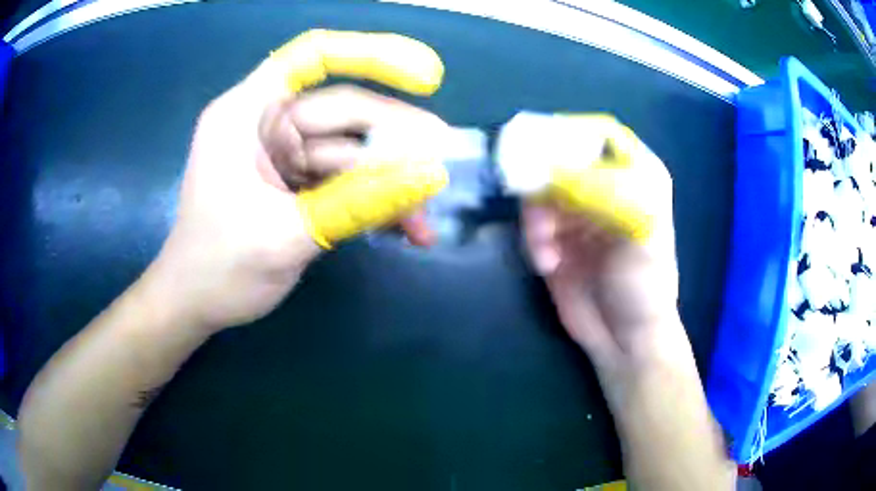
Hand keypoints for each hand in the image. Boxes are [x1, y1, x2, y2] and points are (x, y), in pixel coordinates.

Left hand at [145, 55, 445, 334]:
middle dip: (395, 144)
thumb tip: (429, 176)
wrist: (195, 305)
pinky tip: (402, 229)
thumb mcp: (286, 235)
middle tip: (442, 171)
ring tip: (424, 222)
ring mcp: (283, 155)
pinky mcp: (296, 184)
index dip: (371, 54)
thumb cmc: (219, 269)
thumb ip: (357, 202)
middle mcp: (266, 124)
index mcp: (246, 114)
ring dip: (388, 186)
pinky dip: (372, 203)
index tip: (425, 77)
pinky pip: (344, 181)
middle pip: (344, 113)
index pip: (311, 58)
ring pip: (351, 154)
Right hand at [522, 139, 683, 381]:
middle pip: (562, 159)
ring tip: (546, 248)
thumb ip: (605, 194)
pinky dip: (534, 239)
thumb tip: (555, 168)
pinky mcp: (555, 239)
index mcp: (635, 177)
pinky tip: (547, 263)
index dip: (574, 134)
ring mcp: (577, 213)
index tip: (547, 145)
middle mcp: (603, 188)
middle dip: (544, 180)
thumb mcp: (640, 233)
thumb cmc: (646, 285)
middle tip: (534, 199)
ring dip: (537, 217)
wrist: (625, 338)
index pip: (603, 135)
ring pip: (541, 190)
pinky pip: (531, 222)